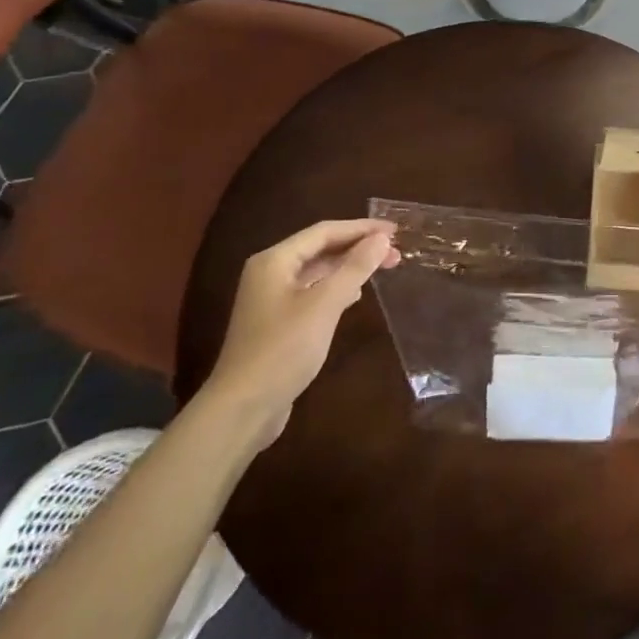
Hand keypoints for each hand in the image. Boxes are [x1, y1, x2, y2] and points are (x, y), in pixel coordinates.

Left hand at [199, 218, 398, 449]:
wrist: (242, 410)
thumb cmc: (283, 350)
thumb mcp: (324, 305)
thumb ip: (354, 267)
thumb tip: (382, 238)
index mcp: (275, 261)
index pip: (324, 231)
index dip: (361, 228)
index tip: (395, 230)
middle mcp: (270, 273)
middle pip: (321, 249)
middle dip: (358, 247)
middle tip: (396, 252)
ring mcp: (272, 299)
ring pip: (318, 272)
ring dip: (350, 267)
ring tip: (383, 267)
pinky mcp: (278, 323)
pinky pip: (313, 293)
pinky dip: (337, 288)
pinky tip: (356, 295)